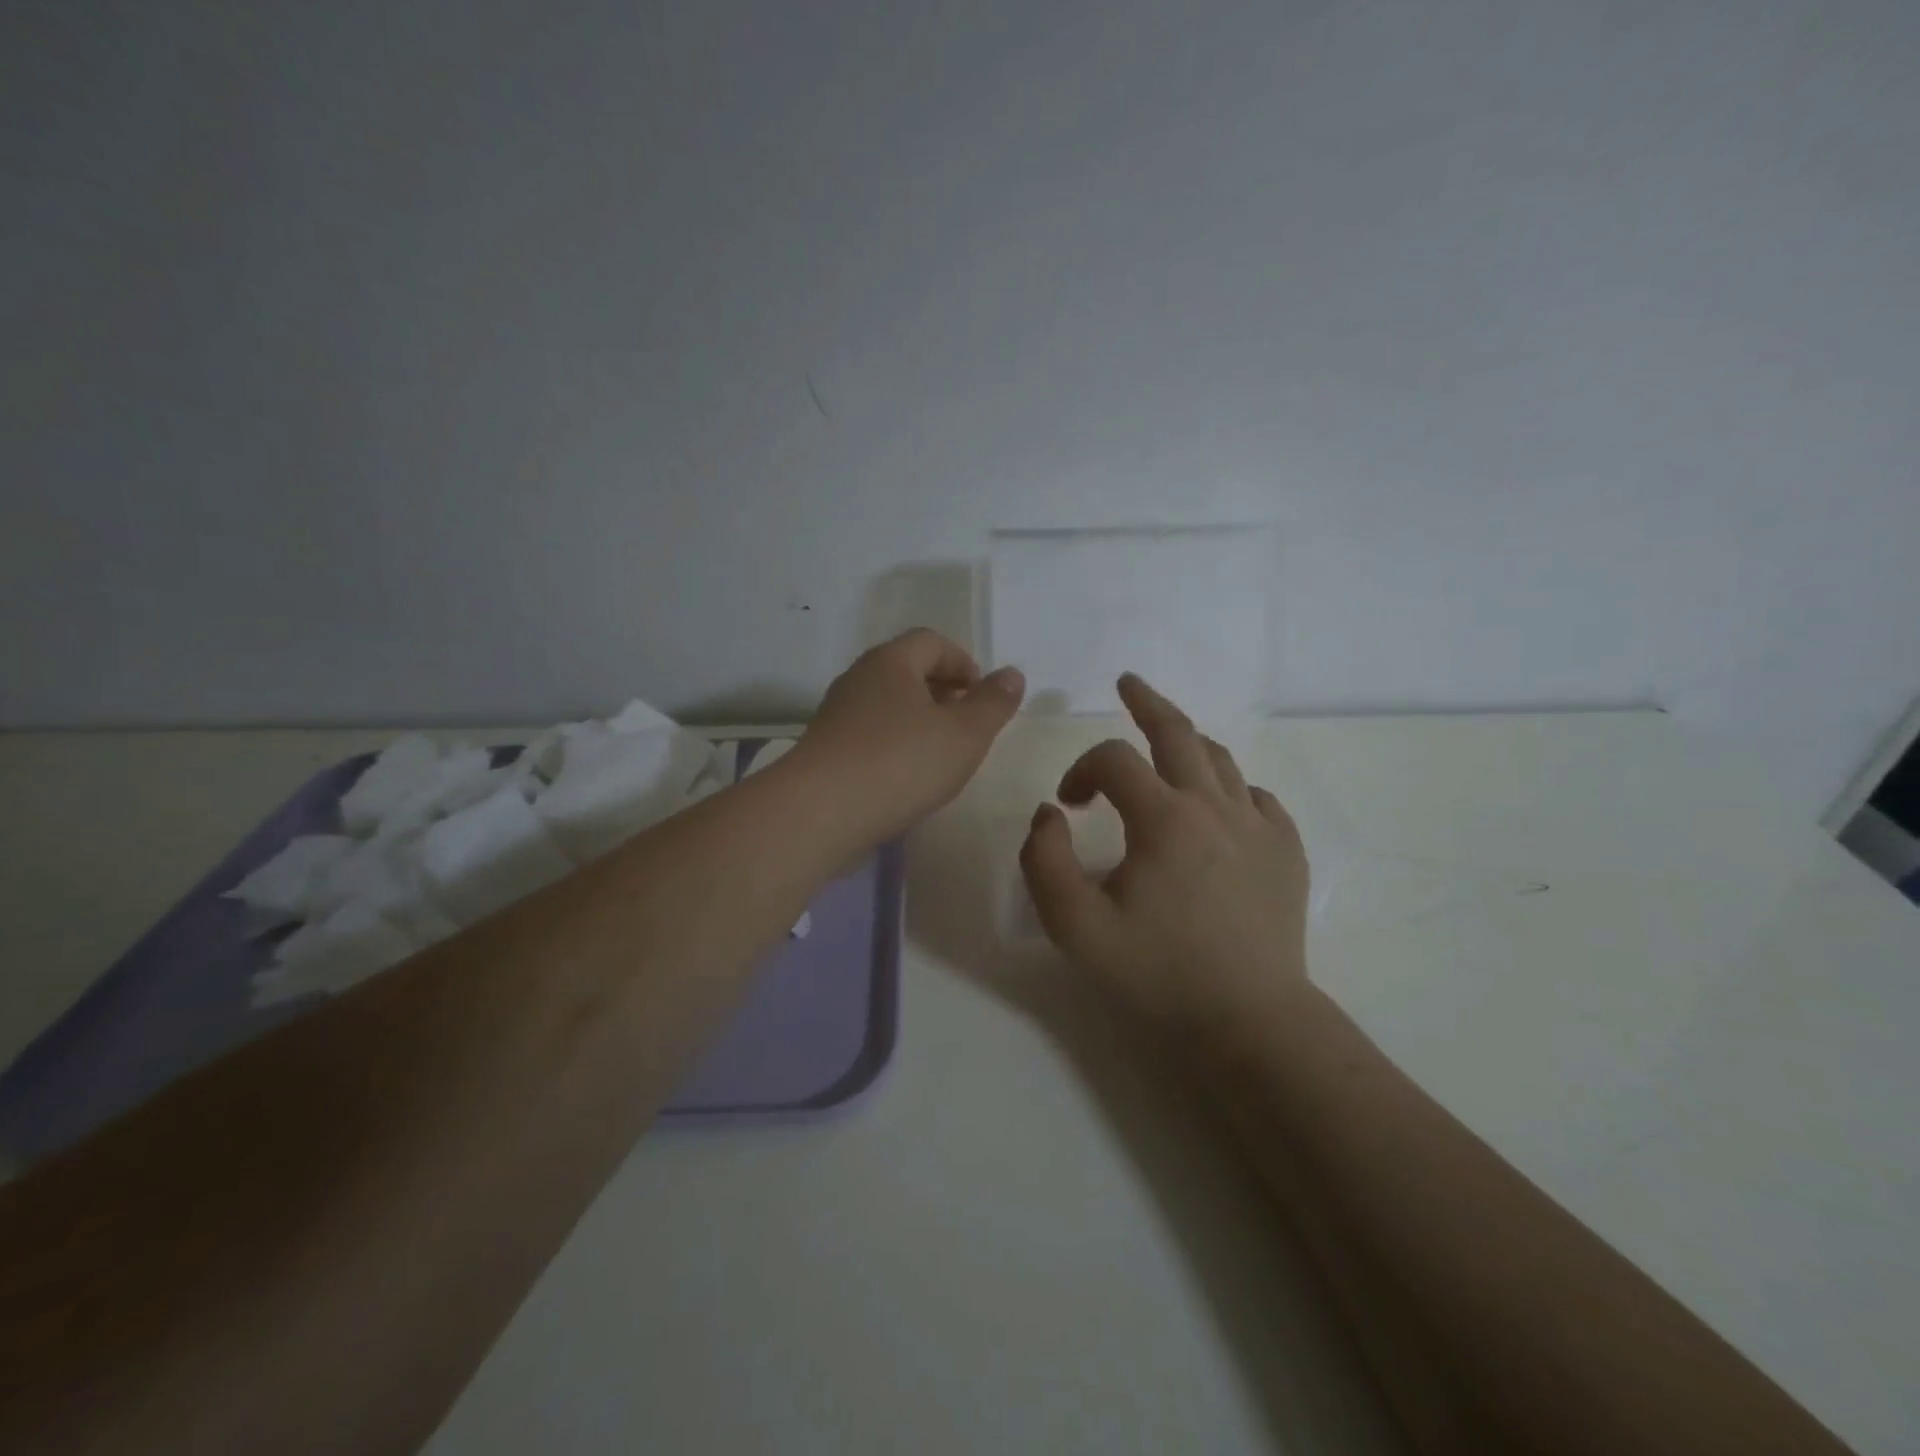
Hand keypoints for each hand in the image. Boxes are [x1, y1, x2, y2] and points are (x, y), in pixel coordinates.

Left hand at [793, 629, 1025, 846]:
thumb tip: (1012, 674)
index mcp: (891, 662)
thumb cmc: (900, 763)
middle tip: (966, 725)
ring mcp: (836, 714)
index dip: (964, 663)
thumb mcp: (964, 734)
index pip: (932, 641)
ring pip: (887, 704)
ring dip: (918, 720)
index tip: (983, 697)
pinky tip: (905, 777)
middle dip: (942, 691)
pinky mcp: (825, 749)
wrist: (819, 812)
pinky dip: (894, 744)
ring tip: (940, 754)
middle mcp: (859, 678)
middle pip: (907, 670)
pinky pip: (869, 734)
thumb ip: (993, 703)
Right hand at [1020, 673, 1310, 1036]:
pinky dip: (1228, 788)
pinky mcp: (1287, 850)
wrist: (1249, 1019)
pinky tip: (1216, 807)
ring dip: (1187, 743)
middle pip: (1178, 732)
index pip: (1113, 759)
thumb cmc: (1158, 972)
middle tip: (1128, 683)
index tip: (1068, 805)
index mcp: (1164, 818)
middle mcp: (1215, 806)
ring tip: (1166, 743)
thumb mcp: (1075, 926)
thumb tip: (1049, 813)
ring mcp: (1259, 826)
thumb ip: (1043, 860)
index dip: (1080, 769)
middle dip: (1147, 702)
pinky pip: (1256, 797)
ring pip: (1220, 759)